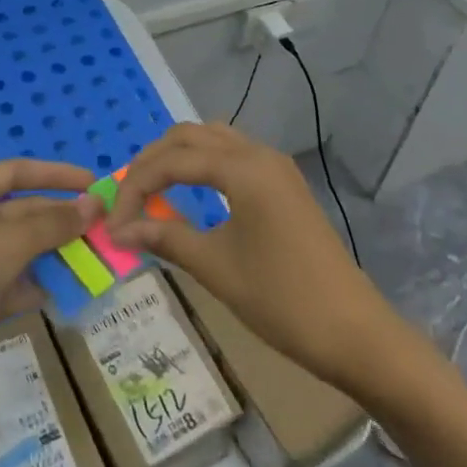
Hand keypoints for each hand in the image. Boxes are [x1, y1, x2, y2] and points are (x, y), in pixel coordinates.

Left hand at [0, 159, 100, 392]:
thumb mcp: (11, 238)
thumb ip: (55, 222)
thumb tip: (96, 204)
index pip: (15, 172)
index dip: (54, 175)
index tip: (91, 182)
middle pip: (20, 212)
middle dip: (59, 218)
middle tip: (101, 224)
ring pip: (20, 250)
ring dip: (54, 252)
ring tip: (94, 256)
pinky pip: (13, 285)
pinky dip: (37, 286)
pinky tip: (66, 289)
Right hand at [110, 123, 394, 388]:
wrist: (353, 330)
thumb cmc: (281, 298)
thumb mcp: (216, 267)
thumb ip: (166, 237)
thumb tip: (120, 230)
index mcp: (243, 168)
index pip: (172, 161)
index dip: (135, 187)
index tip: (112, 223)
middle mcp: (259, 154)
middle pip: (190, 136)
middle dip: (152, 162)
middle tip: (127, 199)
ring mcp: (276, 166)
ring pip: (213, 140)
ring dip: (178, 158)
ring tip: (152, 192)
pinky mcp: (284, 184)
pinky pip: (233, 155)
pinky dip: (202, 165)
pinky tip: (190, 193)